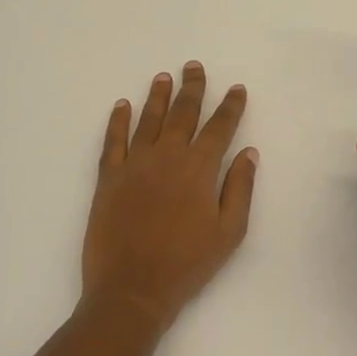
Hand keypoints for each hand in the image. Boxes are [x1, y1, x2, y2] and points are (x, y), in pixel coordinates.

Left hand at [82, 62, 257, 333]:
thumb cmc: (187, 264)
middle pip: (182, 114)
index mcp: (199, 169)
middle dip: (192, 88)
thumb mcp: (229, 232)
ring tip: (164, 77)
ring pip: (148, 120)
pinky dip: (118, 121)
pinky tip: (122, 105)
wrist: (132, 289)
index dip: (230, 106)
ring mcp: (133, 165)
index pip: (219, 128)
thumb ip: (240, 188)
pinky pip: (112, 141)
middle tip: (194, 67)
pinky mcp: (108, 178)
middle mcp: (166, 156)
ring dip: (157, 96)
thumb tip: (248, 152)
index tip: (236, 88)